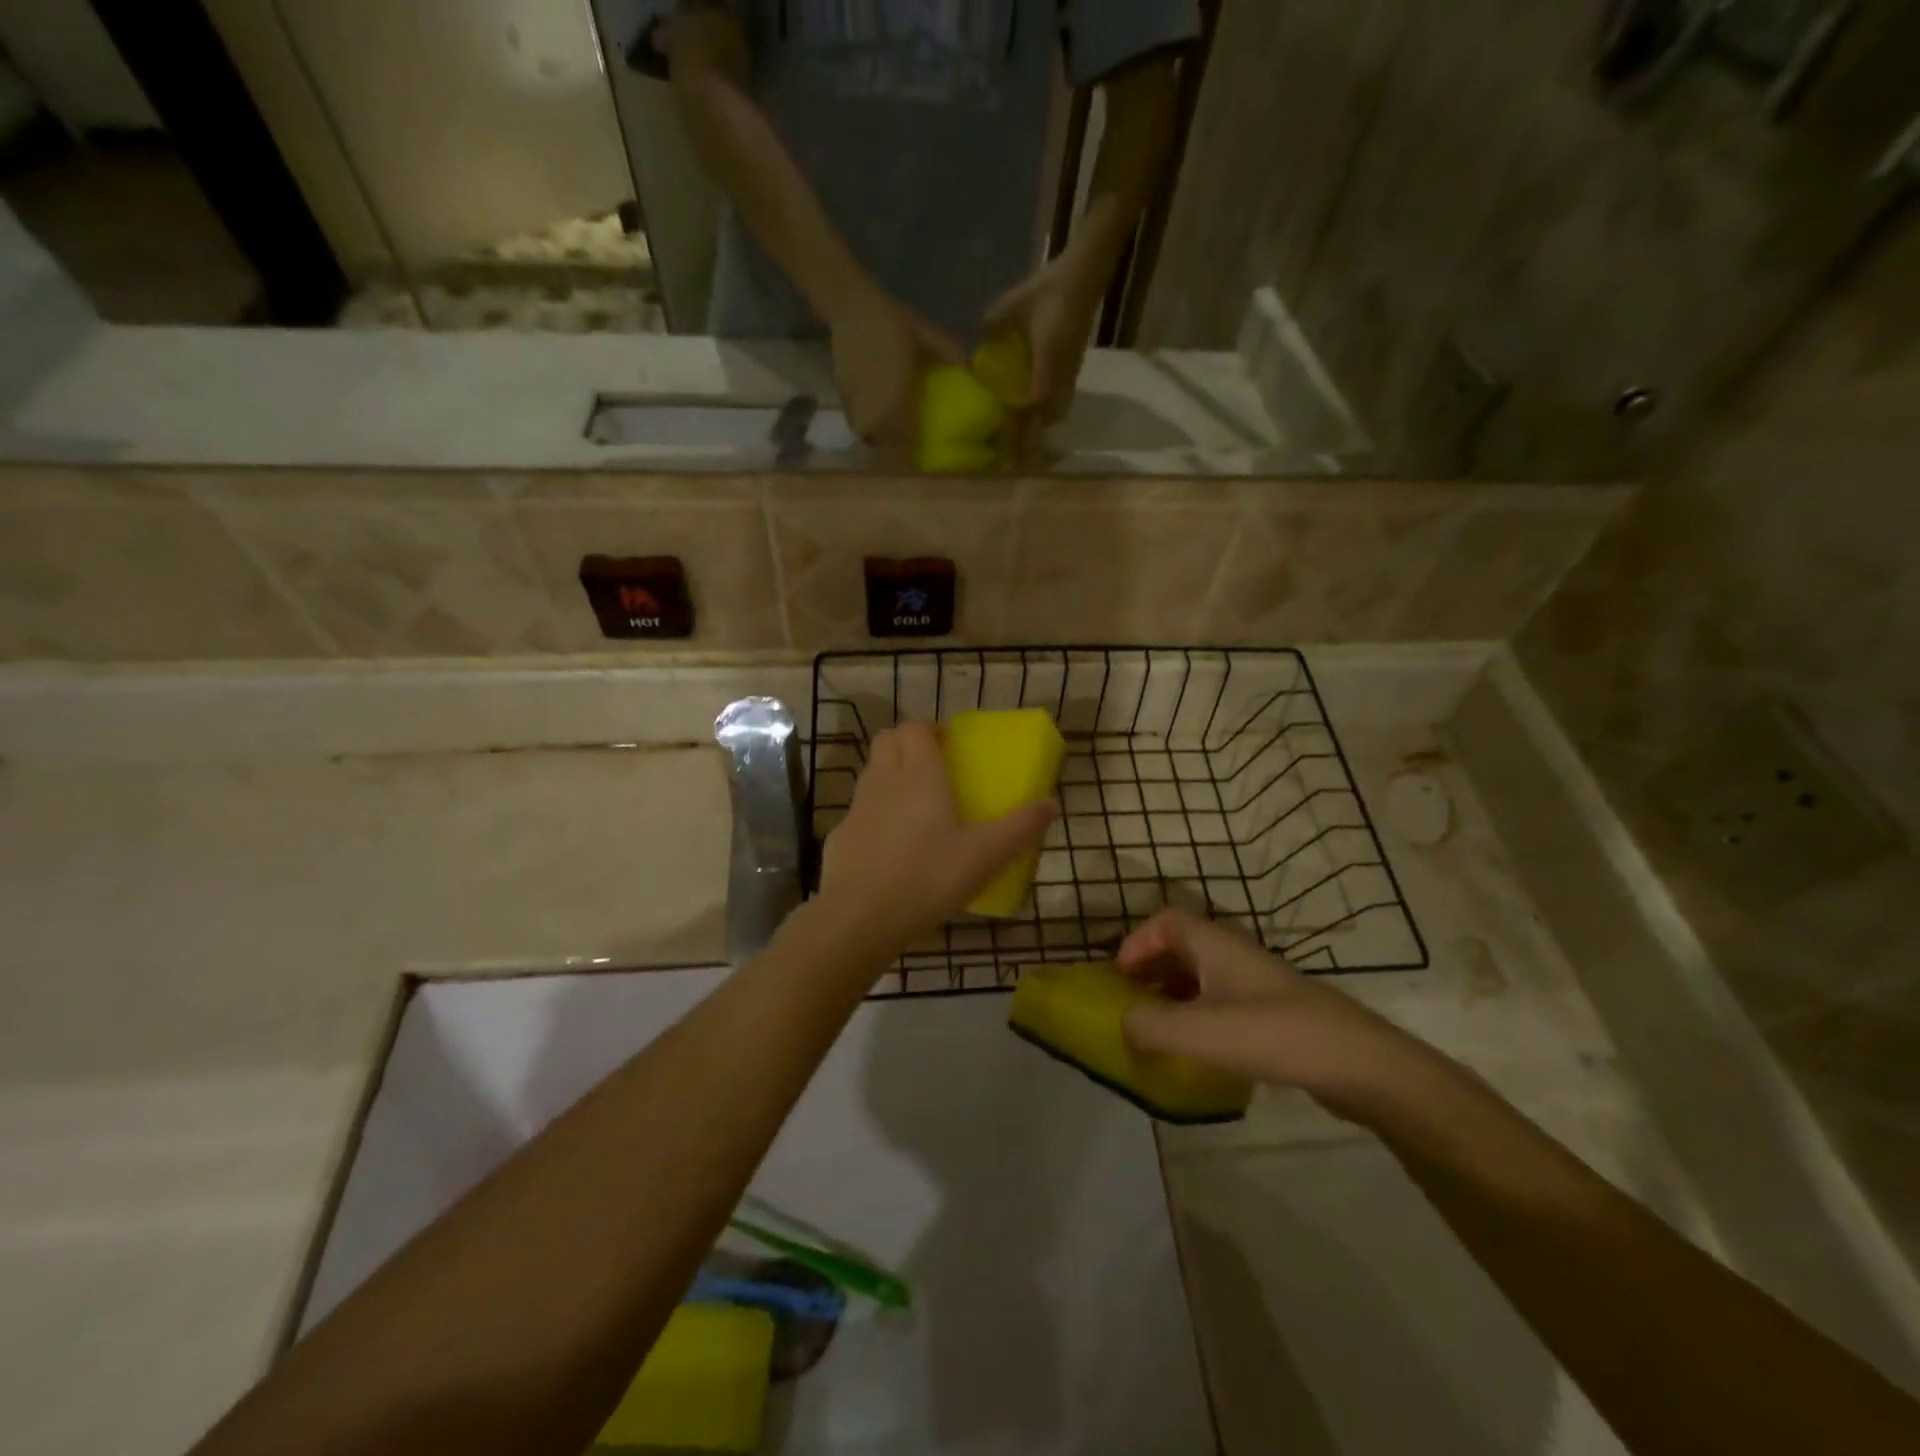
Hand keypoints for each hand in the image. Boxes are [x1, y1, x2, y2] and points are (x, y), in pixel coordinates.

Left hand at [818, 722, 1054, 951]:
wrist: (859, 917)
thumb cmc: (928, 877)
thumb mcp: (986, 855)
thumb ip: (1020, 828)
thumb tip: (1050, 804)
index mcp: (919, 773)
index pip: (915, 727)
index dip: (931, 729)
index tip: (950, 745)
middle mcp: (884, 779)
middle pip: (888, 740)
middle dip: (908, 744)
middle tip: (934, 768)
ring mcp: (856, 807)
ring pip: (872, 773)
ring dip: (891, 776)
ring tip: (917, 808)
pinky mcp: (839, 836)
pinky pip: (860, 812)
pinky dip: (875, 816)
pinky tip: (892, 848)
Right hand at [829, 285, 965, 450]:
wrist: (851, 304)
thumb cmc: (891, 320)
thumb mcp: (925, 332)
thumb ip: (948, 350)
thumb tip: (971, 367)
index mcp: (897, 399)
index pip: (904, 440)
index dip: (910, 453)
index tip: (919, 454)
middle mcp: (876, 408)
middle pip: (883, 444)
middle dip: (893, 450)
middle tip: (905, 446)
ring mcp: (856, 403)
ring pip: (867, 434)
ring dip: (878, 438)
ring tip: (889, 434)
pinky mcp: (843, 394)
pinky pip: (855, 420)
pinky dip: (866, 423)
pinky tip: (874, 414)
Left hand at [982, 254, 1103, 455]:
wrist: (1083, 277)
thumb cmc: (1048, 289)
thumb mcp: (1013, 305)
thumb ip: (992, 328)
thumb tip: (973, 354)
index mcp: (1047, 358)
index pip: (1034, 401)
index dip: (1020, 425)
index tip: (1004, 443)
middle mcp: (1061, 373)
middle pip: (1047, 418)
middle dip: (1029, 441)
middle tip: (1010, 461)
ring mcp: (1070, 375)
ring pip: (1055, 414)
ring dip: (1039, 433)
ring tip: (1022, 452)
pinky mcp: (1072, 373)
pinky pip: (1059, 405)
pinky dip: (1046, 419)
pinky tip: (1033, 427)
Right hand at [1118, 908, 1435, 1120]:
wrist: (1362, 1065)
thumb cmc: (1275, 1035)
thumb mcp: (1201, 1032)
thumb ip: (1150, 1027)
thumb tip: (1122, 1025)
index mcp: (1216, 945)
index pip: (1167, 920)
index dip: (1137, 942)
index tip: (1119, 977)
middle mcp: (1235, 956)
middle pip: (1183, 947)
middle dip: (1151, 969)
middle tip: (1132, 1002)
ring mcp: (1259, 985)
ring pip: (1204, 976)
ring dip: (1175, 995)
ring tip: (1159, 1029)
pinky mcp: (1276, 1014)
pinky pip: (1224, 1003)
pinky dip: (1201, 1016)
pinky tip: (1200, 1051)